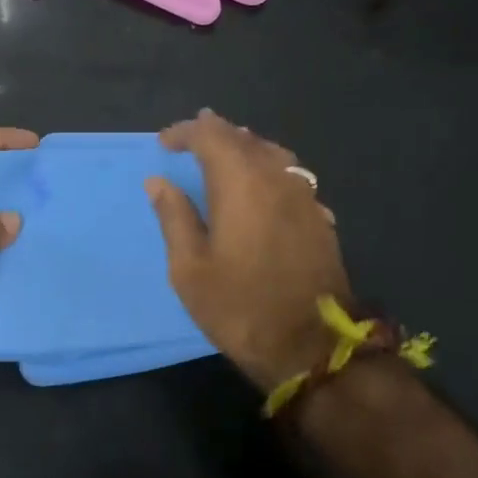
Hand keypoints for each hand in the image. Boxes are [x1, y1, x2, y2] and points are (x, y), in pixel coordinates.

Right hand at [146, 109, 349, 390]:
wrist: (310, 346)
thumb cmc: (238, 306)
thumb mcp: (189, 268)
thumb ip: (174, 217)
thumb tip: (158, 181)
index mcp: (240, 183)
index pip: (211, 136)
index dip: (186, 132)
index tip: (164, 143)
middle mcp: (276, 179)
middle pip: (245, 139)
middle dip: (215, 132)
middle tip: (192, 137)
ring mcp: (304, 198)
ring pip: (274, 154)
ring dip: (245, 147)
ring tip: (226, 152)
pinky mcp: (320, 219)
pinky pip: (291, 177)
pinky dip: (268, 170)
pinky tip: (262, 186)